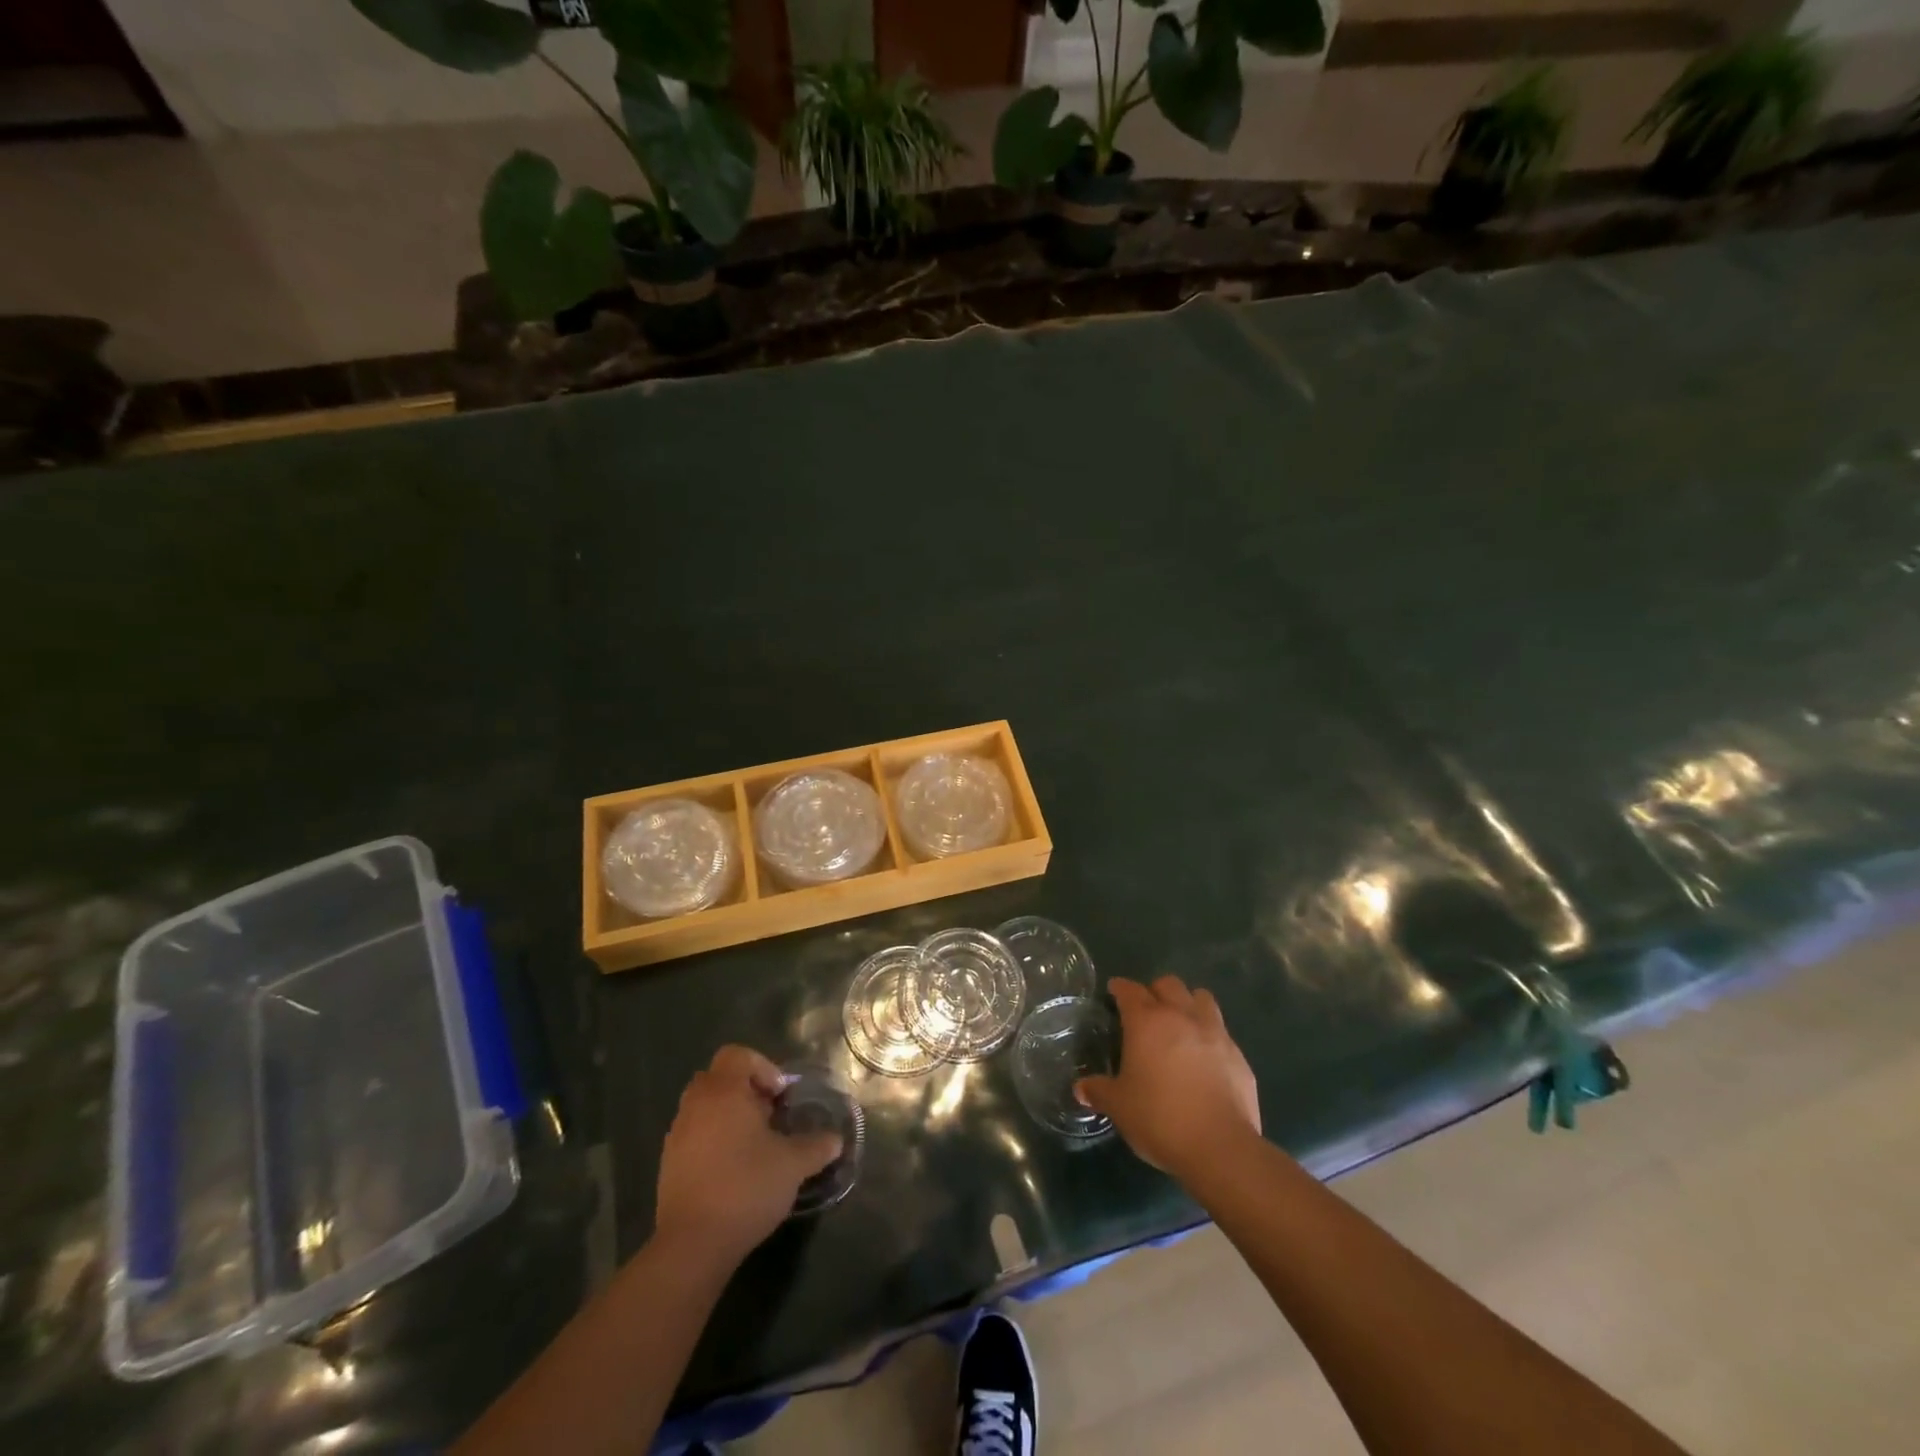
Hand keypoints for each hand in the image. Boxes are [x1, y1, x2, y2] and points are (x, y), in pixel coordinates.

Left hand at [653, 1046, 842, 1264]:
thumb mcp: (793, 1164)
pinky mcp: (668, 1165)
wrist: (693, 1245)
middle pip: (719, 1078)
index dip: (763, 1067)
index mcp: (723, 1092)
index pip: (737, 1055)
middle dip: (746, 1091)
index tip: (780, 1097)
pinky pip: (694, 1135)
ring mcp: (677, 1135)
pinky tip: (733, 1170)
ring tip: (754, 1146)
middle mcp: (695, 1105)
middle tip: (769, 1117)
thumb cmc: (746, 1187)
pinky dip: (713, 1141)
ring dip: (729, 1116)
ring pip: (705, 1107)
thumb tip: (836, 1140)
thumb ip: (817, 1146)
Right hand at [1076, 976, 1260, 1182]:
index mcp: (1147, 1022)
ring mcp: (1215, 1033)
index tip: (1114, 992)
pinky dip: (1210, 1036)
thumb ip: (1099, 1091)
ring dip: (1188, 1004)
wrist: (1220, 1147)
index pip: (1130, 990)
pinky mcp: (1238, 1056)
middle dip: (1155, 991)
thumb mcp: (1119, 1107)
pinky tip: (1204, 1059)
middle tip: (1146, 1011)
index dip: (1120, 988)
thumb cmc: (1159, 1118)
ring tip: (1180, 1024)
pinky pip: (1222, 1031)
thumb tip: (1080, 1089)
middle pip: (1169, 984)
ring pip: (1202, 998)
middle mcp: (1181, 1016)